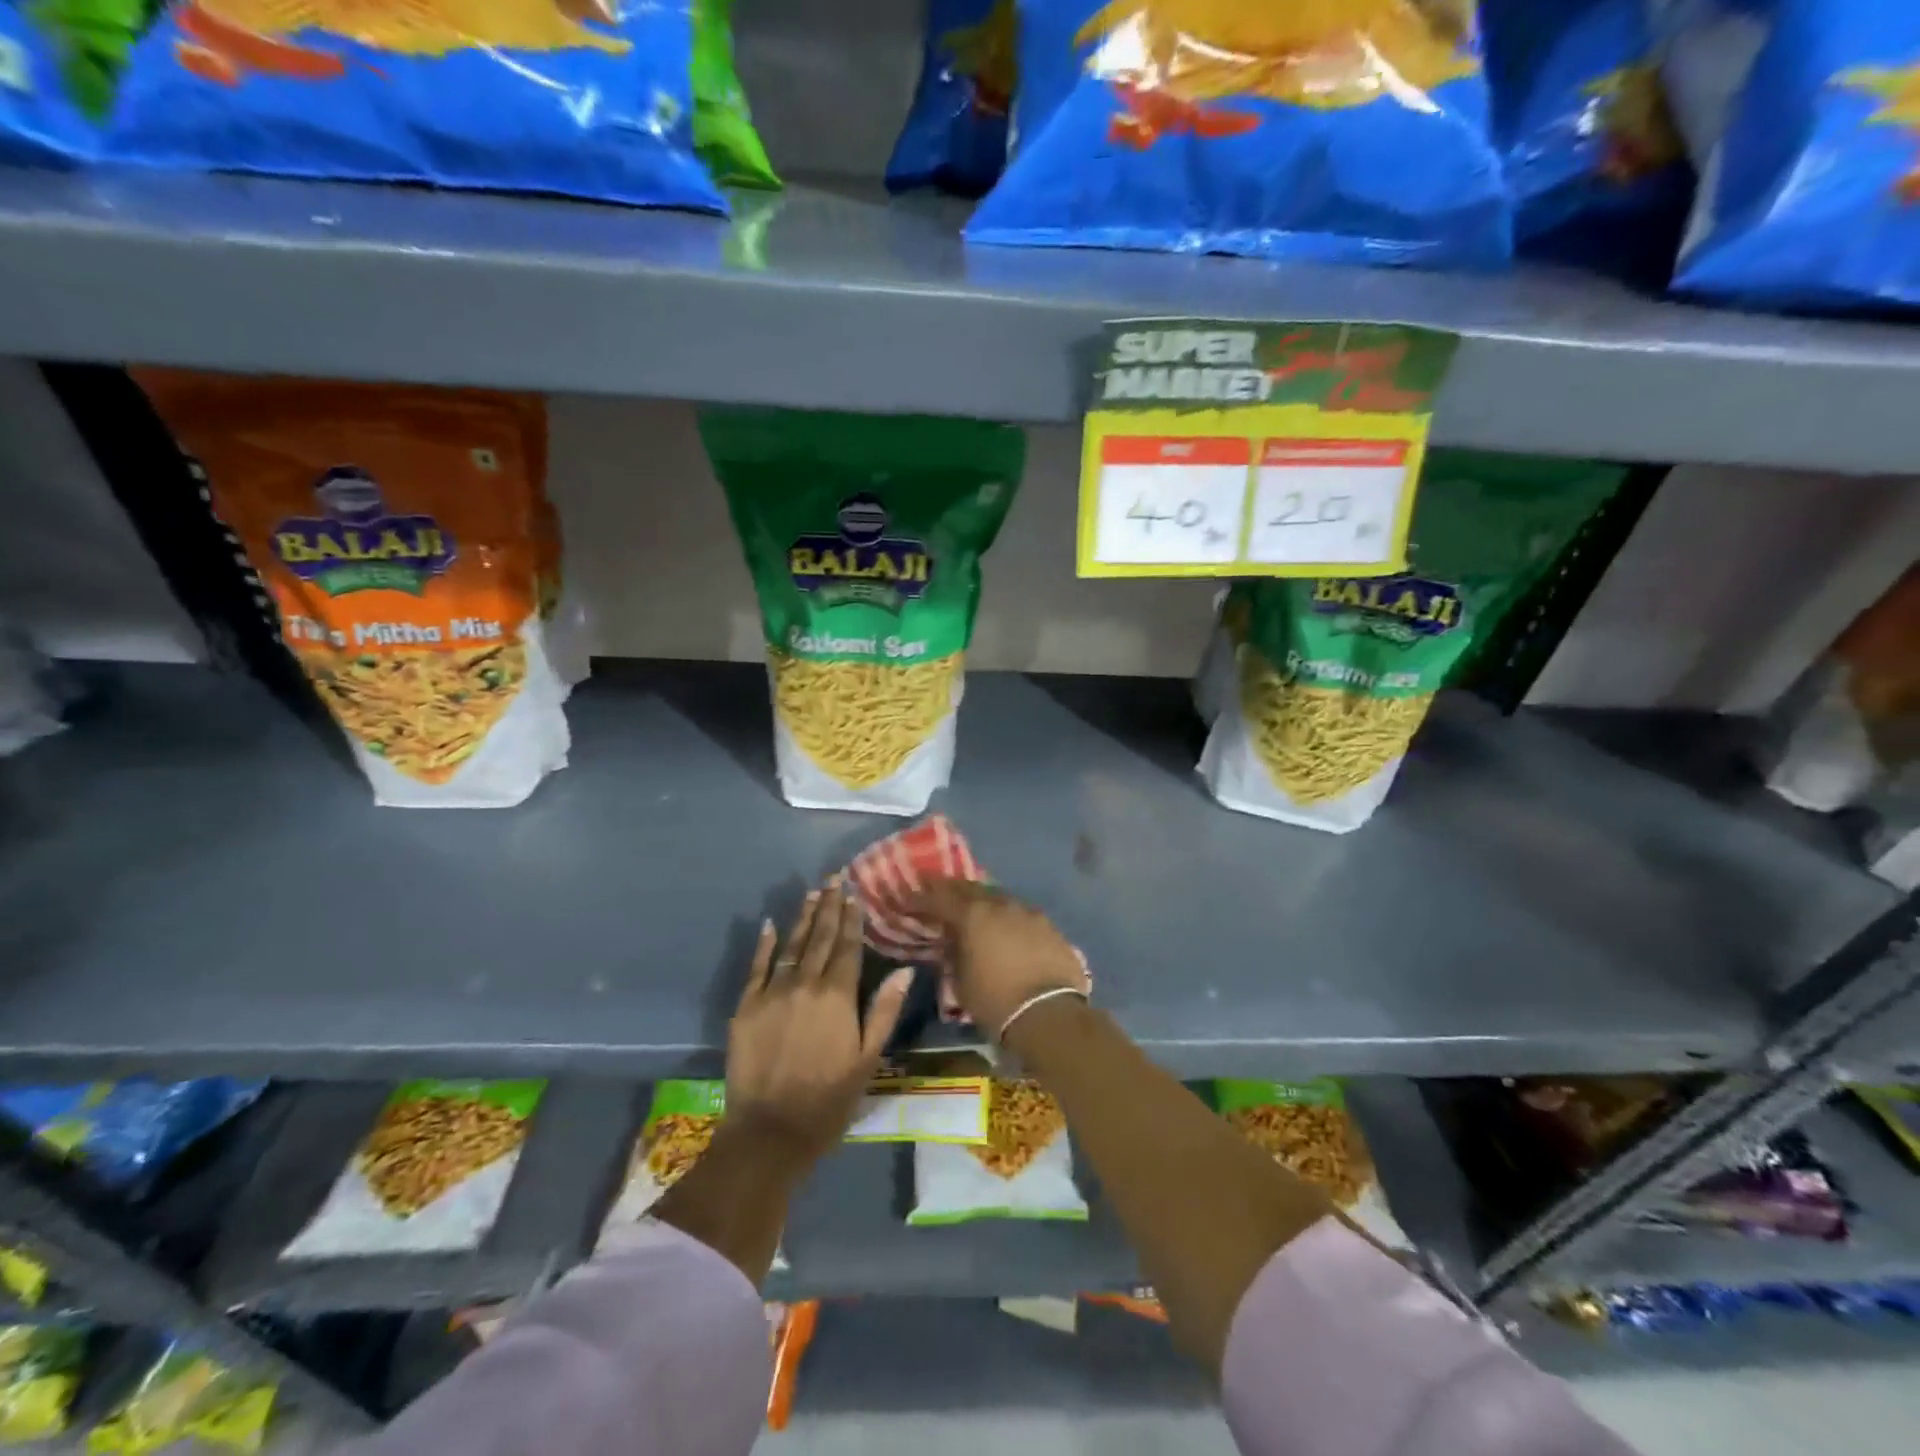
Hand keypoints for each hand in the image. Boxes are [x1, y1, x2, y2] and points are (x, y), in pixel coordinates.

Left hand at [725, 884, 912, 1167]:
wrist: (770, 1131)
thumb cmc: (828, 1099)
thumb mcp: (868, 1058)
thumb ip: (884, 1010)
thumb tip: (904, 970)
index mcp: (837, 996)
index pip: (847, 947)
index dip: (852, 919)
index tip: (854, 894)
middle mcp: (804, 984)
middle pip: (819, 938)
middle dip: (829, 906)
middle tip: (834, 879)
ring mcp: (772, 993)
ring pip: (791, 946)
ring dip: (803, 917)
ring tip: (812, 893)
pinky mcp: (745, 1006)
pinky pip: (756, 967)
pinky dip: (764, 944)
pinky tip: (771, 924)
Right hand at [902, 880, 1088, 1039]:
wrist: (1051, 1014)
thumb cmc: (996, 1001)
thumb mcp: (960, 982)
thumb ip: (952, 955)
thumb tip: (951, 941)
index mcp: (973, 915)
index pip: (939, 897)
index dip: (921, 898)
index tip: (908, 899)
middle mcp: (1000, 904)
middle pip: (970, 888)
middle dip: (950, 889)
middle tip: (936, 891)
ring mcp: (1028, 912)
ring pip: (998, 897)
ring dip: (981, 900)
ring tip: (971, 909)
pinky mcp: (1049, 926)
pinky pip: (1020, 913)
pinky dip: (1006, 916)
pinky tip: (1004, 927)